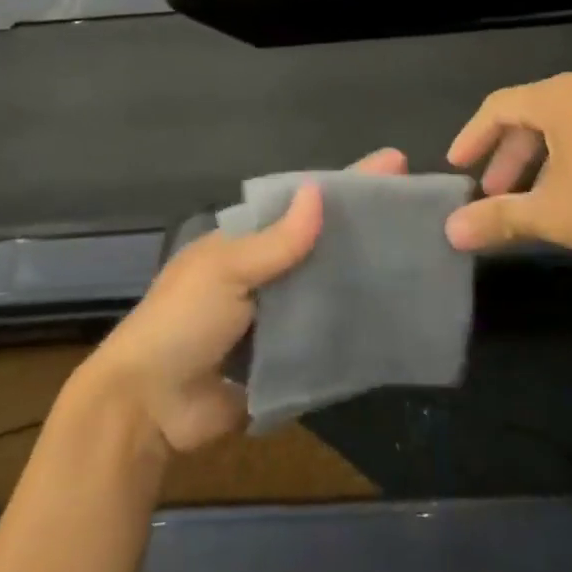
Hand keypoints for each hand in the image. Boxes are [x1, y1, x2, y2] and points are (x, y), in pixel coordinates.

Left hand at [78, 147, 407, 453]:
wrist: (150, 407)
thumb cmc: (181, 322)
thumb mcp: (225, 271)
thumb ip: (275, 242)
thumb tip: (319, 192)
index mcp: (247, 242)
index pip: (302, 203)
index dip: (345, 183)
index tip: (393, 164)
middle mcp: (266, 272)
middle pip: (323, 243)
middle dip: (364, 227)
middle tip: (420, 214)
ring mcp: (278, 316)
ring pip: (329, 287)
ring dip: (365, 275)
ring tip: (421, 259)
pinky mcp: (287, 358)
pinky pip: (327, 335)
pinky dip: (355, 325)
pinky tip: (396, 316)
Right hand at [444, 71, 571, 268]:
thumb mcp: (554, 215)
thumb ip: (498, 218)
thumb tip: (450, 230)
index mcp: (560, 97)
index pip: (498, 107)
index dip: (472, 137)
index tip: (456, 168)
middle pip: (532, 115)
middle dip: (508, 157)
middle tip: (494, 193)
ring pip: (566, 125)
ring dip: (541, 160)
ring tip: (535, 199)